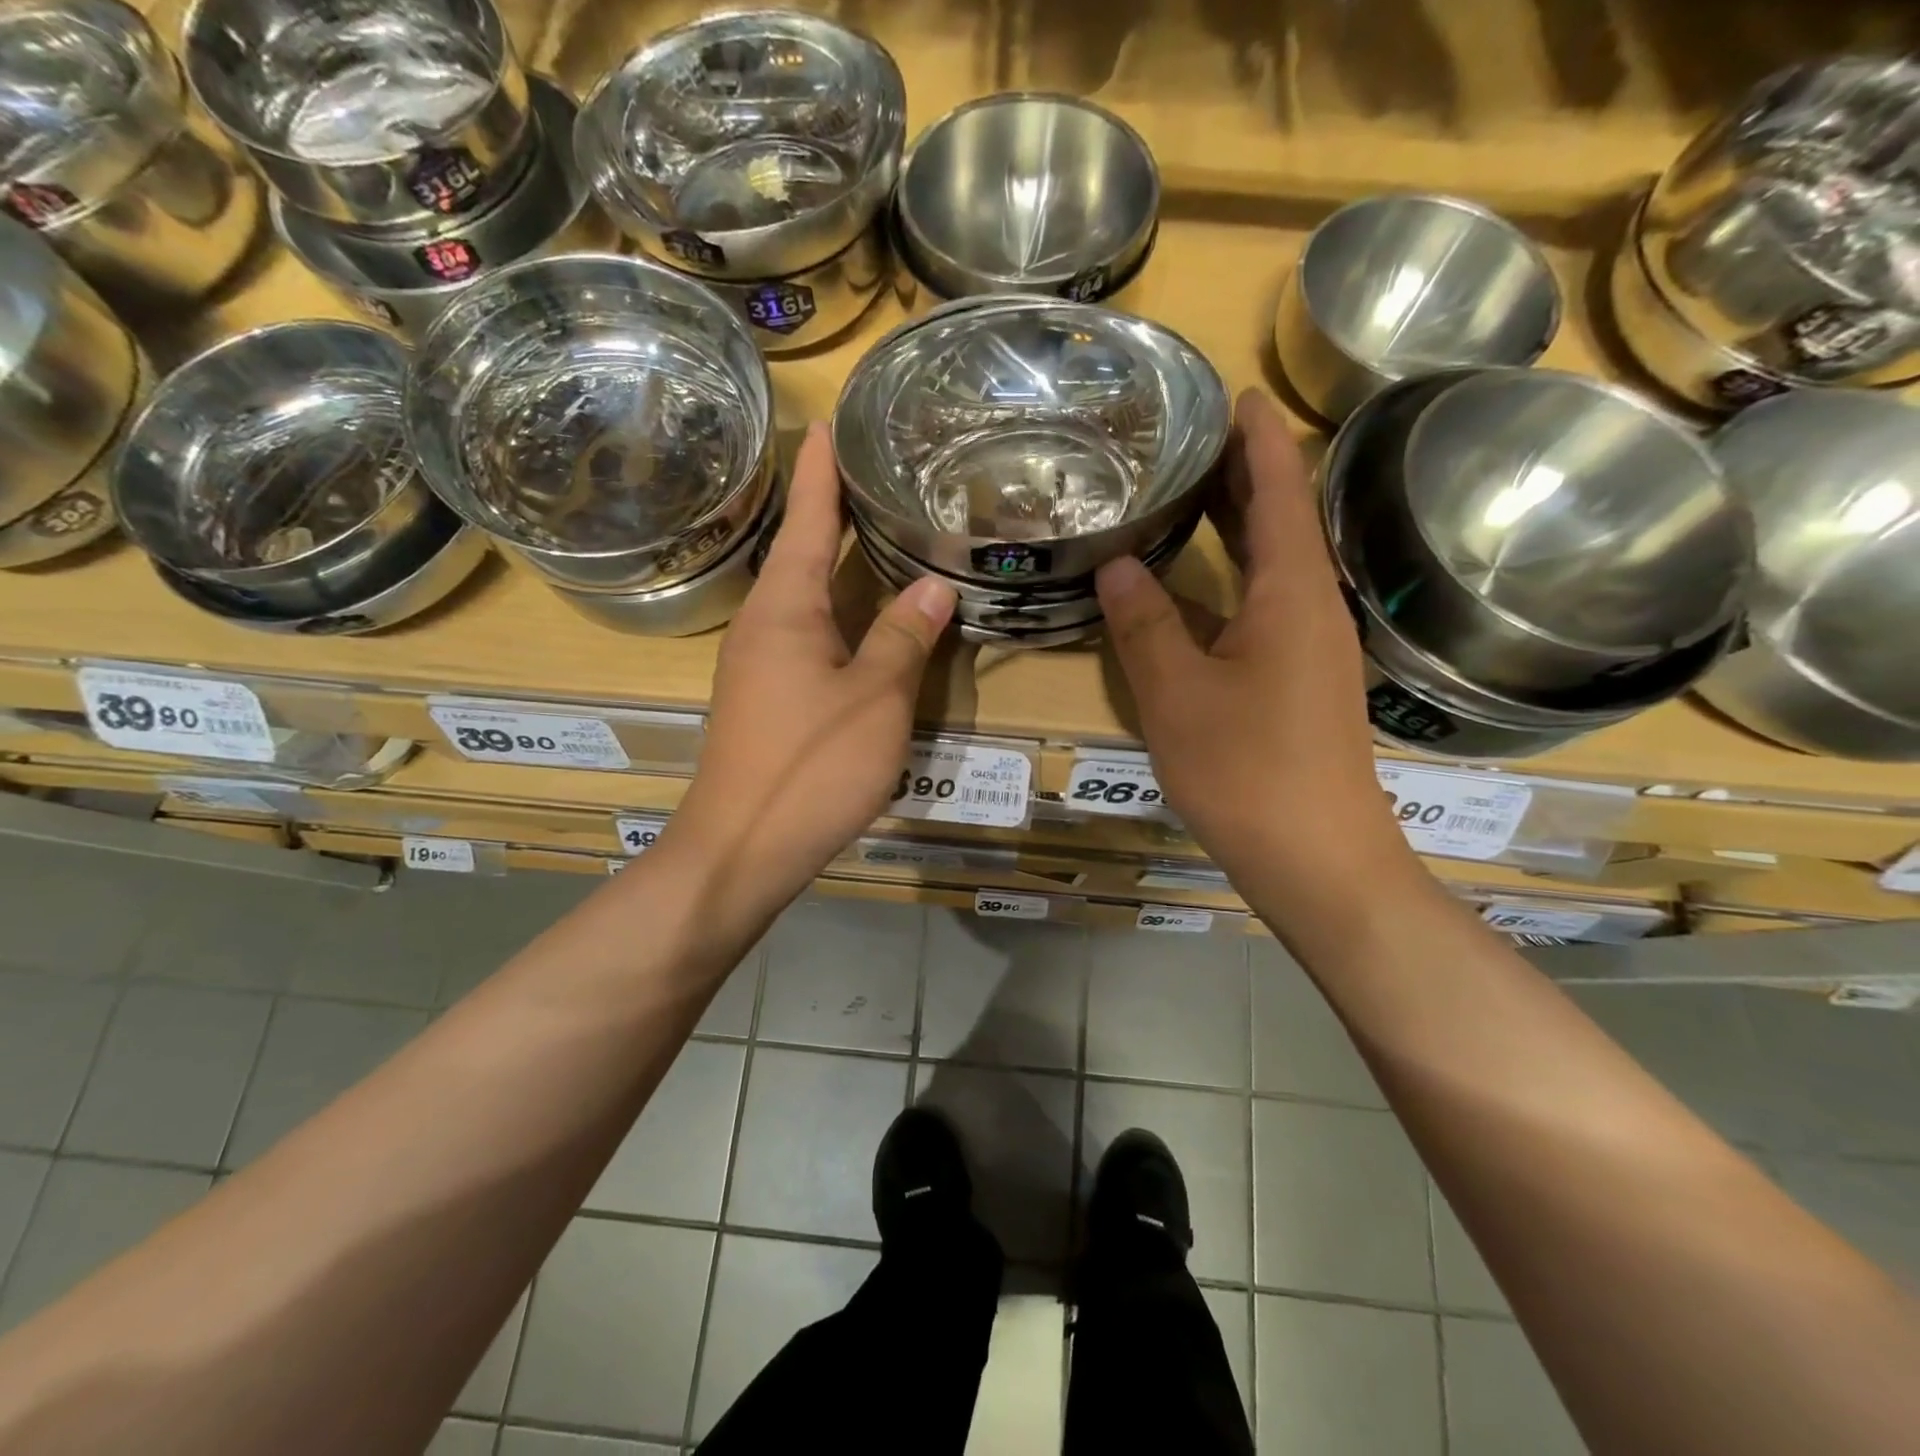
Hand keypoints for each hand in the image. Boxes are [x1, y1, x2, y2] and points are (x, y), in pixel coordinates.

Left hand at [667, 423, 957, 923]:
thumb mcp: (874, 699)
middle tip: (876, 469)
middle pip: (802, 550)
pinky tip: (864, 614)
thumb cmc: (810, 765)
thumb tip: (934, 584)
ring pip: (804, 594)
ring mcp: (759, 661)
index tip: (831, 421)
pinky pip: (806, 631)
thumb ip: (903, 637)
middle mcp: (764, 623)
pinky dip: (837, 608)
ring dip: (836, 559)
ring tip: (878, 529)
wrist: (743, 847)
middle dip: (833, 508)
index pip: (808, 519)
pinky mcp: (767, 695)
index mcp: (785, 608)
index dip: (822, 470)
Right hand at [1095, 389, 1421, 915]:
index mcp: (1292, 592)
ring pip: (1272, 566)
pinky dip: (1229, 580)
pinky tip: (1189, 589)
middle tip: (1187, 439)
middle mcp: (1312, 606)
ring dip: (1235, 527)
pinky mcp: (1300, 680)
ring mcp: (1311, 646)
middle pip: (1281, 520)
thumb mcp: (1177, 693)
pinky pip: (1264, 606)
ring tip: (1183, 497)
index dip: (1258, 438)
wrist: (1317, 858)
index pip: (1279, 488)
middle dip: (1241, 474)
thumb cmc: (1247, 769)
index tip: (1233, 393)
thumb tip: (1118, 563)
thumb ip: (1144, 623)